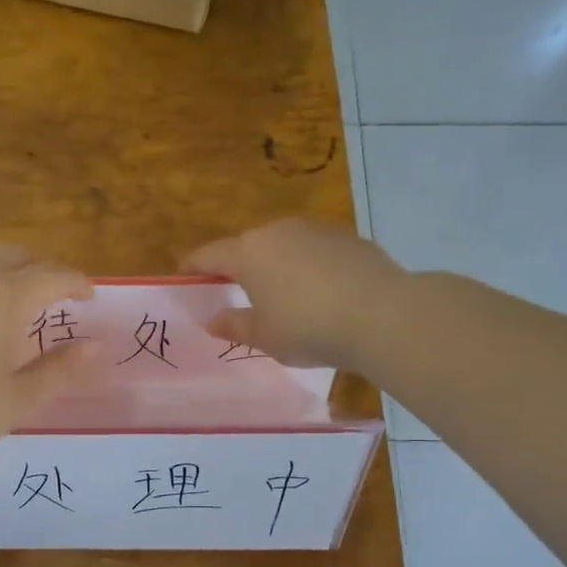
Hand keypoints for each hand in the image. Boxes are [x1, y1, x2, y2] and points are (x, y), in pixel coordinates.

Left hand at [0, 242, 95, 472]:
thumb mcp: (17, 401)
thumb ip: (60, 370)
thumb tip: (97, 346)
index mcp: (4, 298)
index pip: (52, 276)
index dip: (76, 282)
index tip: (89, 296)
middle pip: (15, 255)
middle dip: (41, 269)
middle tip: (52, 294)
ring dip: (2, 262)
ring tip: (8, 285)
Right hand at [183, 218, 407, 371]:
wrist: (383, 315)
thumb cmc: (309, 328)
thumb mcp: (265, 337)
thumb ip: (234, 326)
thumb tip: (212, 320)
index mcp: (249, 254)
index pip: (209, 255)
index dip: (193, 266)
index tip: (184, 276)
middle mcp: (278, 231)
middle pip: (248, 247)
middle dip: (239, 267)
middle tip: (238, 293)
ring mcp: (316, 230)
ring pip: (284, 245)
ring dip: (277, 265)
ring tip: (284, 295)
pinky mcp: (347, 237)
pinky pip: (315, 250)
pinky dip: (309, 266)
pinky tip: (322, 293)